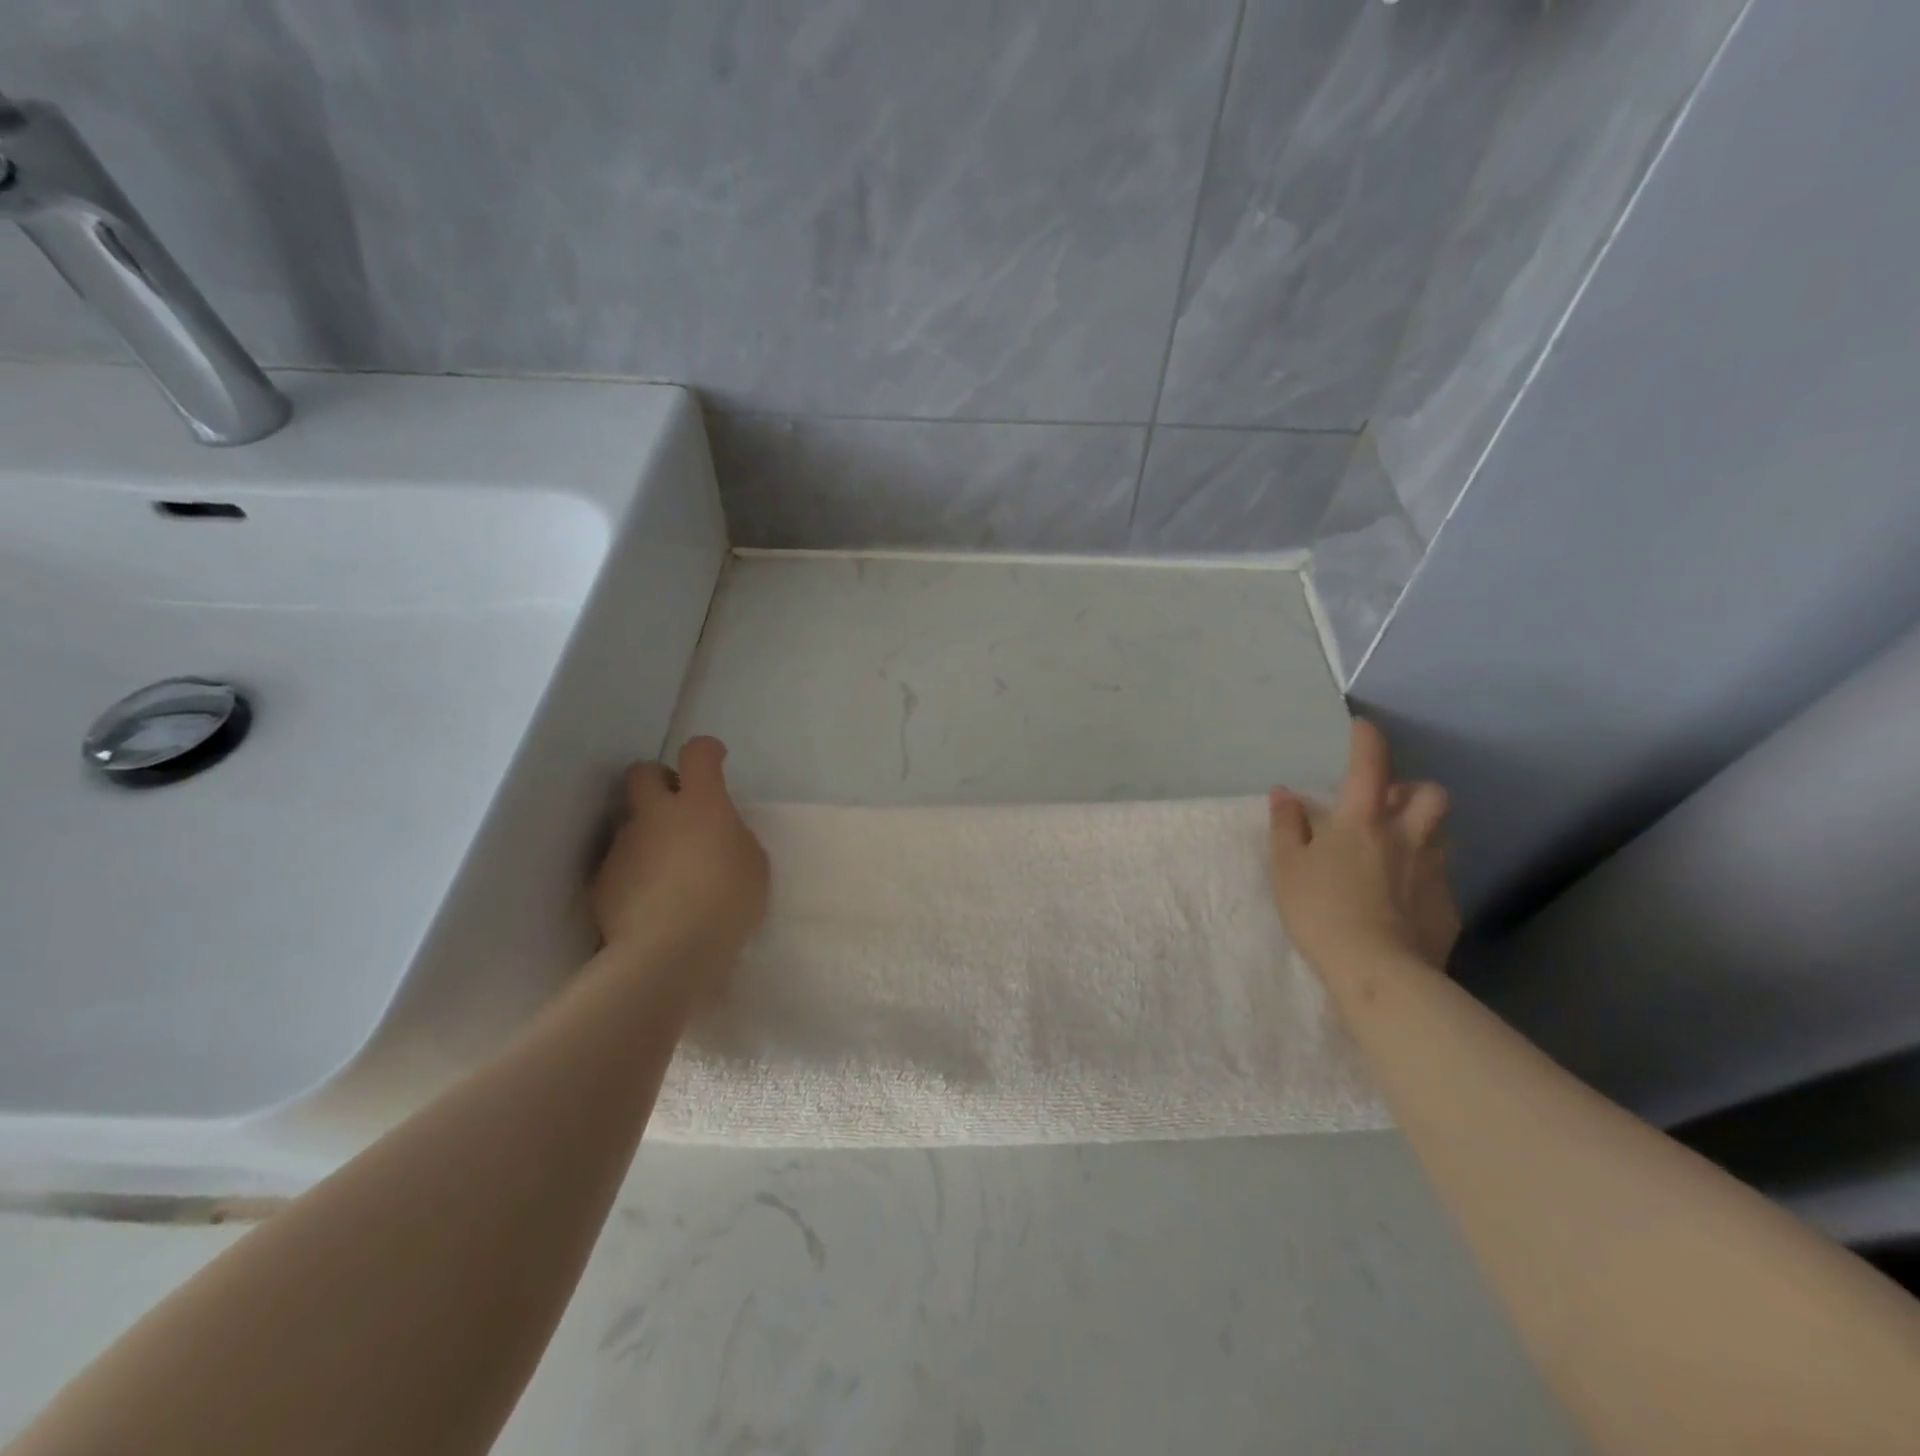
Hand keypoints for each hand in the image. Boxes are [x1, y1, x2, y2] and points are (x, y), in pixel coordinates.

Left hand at [591, 737, 769, 975]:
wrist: (668, 953)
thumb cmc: (727, 903)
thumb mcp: (754, 864)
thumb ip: (733, 837)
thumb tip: (716, 834)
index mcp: (700, 804)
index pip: (697, 753)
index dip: (707, 751)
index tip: (715, 760)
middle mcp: (655, 814)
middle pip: (643, 773)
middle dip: (659, 780)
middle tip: (678, 806)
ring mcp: (623, 846)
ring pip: (629, 821)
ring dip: (647, 832)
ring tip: (667, 867)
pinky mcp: (602, 880)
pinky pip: (619, 862)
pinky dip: (633, 871)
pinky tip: (649, 899)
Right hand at [1268, 717, 1459, 974]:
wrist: (1378, 972)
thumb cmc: (1321, 911)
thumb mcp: (1287, 866)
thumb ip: (1287, 826)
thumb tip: (1285, 793)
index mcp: (1362, 821)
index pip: (1369, 765)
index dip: (1367, 740)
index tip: (1363, 727)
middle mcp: (1406, 836)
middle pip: (1430, 794)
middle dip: (1414, 790)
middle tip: (1390, 805)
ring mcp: (1433, 871)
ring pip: (1441, 834)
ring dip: (1423, 830)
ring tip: (1399, 848)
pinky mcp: (1448, 906)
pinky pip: (1440, 878)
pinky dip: (1424, 876)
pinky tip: (1403, 898)